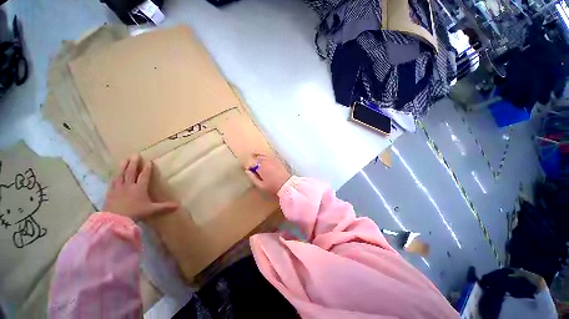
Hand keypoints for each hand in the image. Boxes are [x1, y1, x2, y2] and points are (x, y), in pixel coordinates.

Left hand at [103, 155, 178, 219]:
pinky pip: (113, 182)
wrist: (115, 220)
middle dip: (134, 163)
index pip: (144, 176)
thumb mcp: (152, 210)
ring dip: (123, 166)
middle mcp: (129, 185)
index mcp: (140, 188)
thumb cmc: (136, 213)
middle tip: (135, 155)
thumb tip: (178, 206)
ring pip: (121, 174)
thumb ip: (164, 207)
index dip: (147, 168)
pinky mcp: (110, 193)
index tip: (149, 161)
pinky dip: (115, 176)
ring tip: (124, 159)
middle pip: (131, 172)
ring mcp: (118, 188)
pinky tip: (114, 174)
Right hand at [245, 154, 290, 194]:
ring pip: (262, 154)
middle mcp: (265, 160)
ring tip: (256, 159)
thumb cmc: (272, 186)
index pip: (251, 163)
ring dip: (258, 156)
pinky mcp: (277, 159)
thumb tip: (248, 171)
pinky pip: (268, 155)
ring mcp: (272, 159)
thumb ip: (253, 177)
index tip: (249, 170)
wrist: (286, 184)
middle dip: (253, 160)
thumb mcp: (260, 185)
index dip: (248, 166)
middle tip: (252, 165)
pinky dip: (264, 156)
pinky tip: (264, 160)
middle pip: (256, 157)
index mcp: (260, 167)